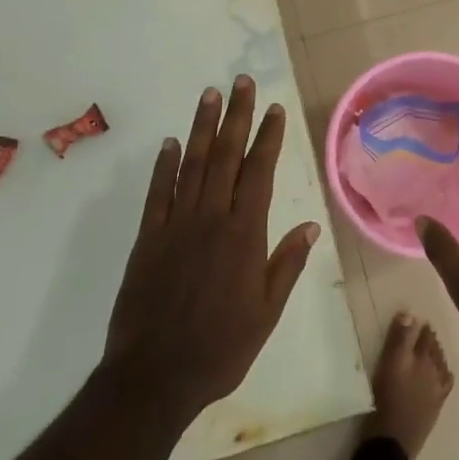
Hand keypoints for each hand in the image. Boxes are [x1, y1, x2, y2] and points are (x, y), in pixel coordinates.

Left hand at [104, 76, 319, 422]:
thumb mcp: (267, 312)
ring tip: (209, 95)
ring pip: (192, 164)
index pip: (259, 172)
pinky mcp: (148, 238)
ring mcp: (176, 225)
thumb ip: (287, 264)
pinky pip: (158, 192)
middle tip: (240, 83)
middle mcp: (211, 218)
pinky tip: (170, 142)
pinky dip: (164, 165)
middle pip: (225, 156)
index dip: (267, 138)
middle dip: (235, 116)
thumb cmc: (220, 347)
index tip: (274, 109)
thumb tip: (310, 224)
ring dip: (201, 127)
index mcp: (244, 234)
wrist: (155, 376)